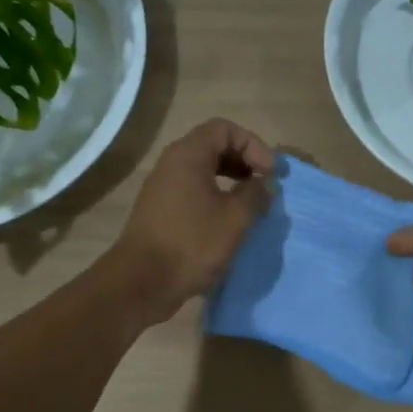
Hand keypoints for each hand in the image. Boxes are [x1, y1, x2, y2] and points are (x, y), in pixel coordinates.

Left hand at [111, 119, 275, 324]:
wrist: (142, 283)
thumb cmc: (191, 244)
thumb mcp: (235, 218)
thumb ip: (256, 194)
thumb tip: (266, 183)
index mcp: (188, 155)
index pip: (225, 129)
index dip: (253, 145)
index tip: (270, 173)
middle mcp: (172, 164)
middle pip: (213, 146)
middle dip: (244, 160)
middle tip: (264, 184)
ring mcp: (163, 188)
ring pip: (203, 170)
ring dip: (231, 180)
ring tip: (251, 203)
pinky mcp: (161, 210)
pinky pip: (193, 190)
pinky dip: (215, 196)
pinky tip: (229, 221)